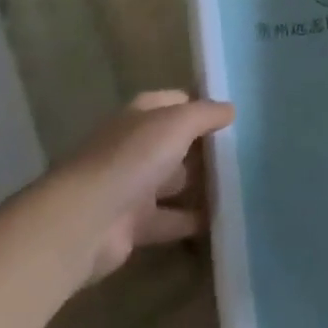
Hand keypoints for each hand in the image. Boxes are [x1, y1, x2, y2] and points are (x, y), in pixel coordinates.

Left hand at [50, 90, 233, 288]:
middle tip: (243, 154)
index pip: (176, 102)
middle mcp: (135, 146)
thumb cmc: (134, 158)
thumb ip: (206, 114)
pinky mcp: (133, 225)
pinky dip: (191, 221)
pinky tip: (221, 221)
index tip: (232, 117)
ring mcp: (132, 186)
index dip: (201, 106)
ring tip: (238, 187)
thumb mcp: (178, 123)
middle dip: (203, 149)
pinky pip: (170, 220)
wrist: (85, 222)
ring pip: (173, 182)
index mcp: (142, 115)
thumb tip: (231, 109)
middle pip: (175, 143)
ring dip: (199, 186)